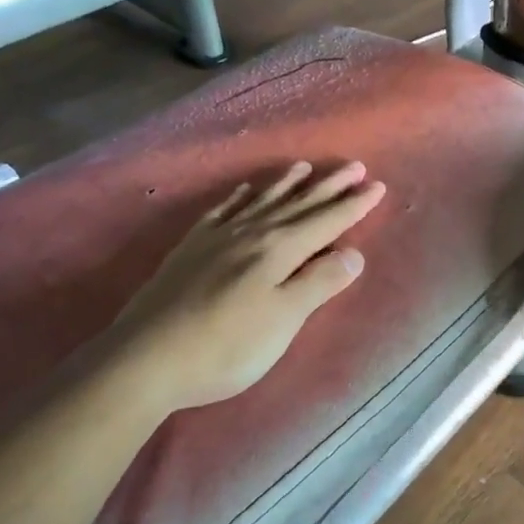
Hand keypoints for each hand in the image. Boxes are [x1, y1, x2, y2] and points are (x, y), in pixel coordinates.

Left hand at [105, 161, 386, 413]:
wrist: (146, 357)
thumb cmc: (225, 347)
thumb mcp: (282, 321)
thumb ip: (318, 283)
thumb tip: (353, 253)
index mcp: (278, 251)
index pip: (326, 221)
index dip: (353, 205)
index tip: (377, 185)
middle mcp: (251, 233)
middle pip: (298, 204)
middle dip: (328, 187)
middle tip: (353, 166)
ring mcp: (217, 238)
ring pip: (261, 201)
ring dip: (286, 184)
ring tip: (304, 167)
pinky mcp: (191, 249)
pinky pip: (223, 211)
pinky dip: (240, 197)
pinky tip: (245, 190)